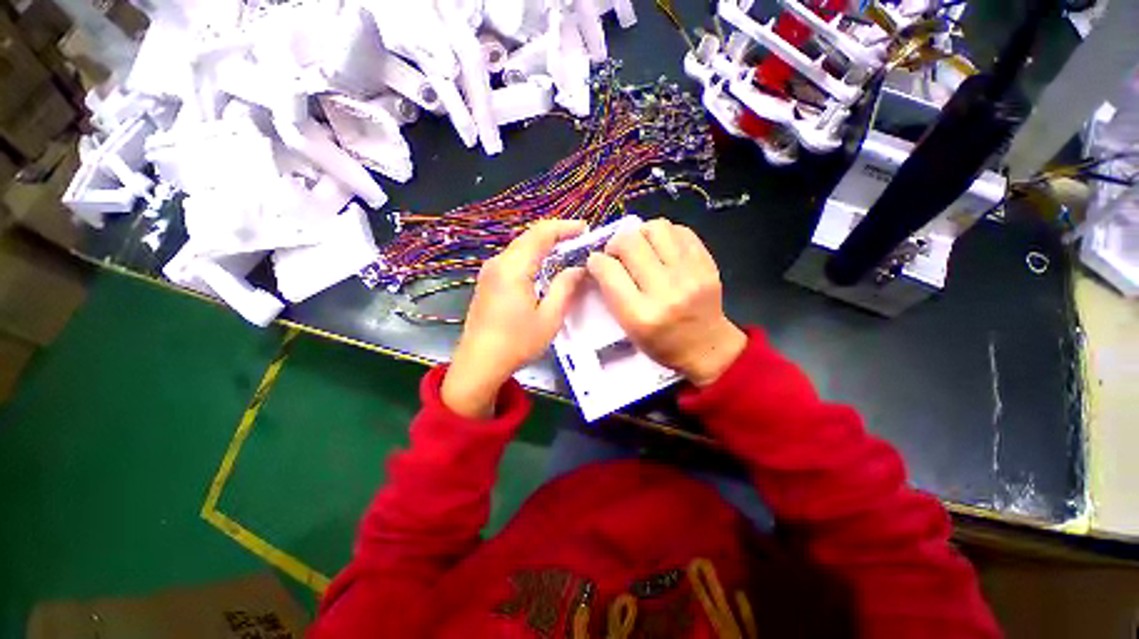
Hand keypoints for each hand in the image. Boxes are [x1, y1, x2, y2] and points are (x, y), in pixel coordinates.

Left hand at [442, 220, 587, 417]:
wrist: (478, 364)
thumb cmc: (516, 343)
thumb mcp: (549, 318)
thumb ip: (565, 288)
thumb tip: (578, 269)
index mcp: (513, 268)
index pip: (541, 234)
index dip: (564, 227)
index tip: (585, 229)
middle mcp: (498, 263)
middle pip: (529, 237)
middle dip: (555, 234)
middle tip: (579, 239)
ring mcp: (489, 272)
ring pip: (520, 247)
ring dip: (543, 245)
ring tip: (566, 250)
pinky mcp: (487, 282)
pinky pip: (513, 259)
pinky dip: (532, 256)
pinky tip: (543, 267)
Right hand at [587, 219, 745, 386]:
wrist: (707, 346)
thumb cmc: (661, 343)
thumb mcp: (628, 329)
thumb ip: (612, 293)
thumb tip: (600, 260)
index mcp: (640, 315)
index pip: (608, 271)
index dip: (596, 261)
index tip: (596, 263)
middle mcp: (665, 291)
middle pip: (630, 243)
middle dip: (615, 244)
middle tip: (618, 255)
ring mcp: (690, 274)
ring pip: (656, 227)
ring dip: (641, 234)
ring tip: (642, 248)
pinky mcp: (707, 264)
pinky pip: (681, 230)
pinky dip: (665, 235)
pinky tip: (662, 249)